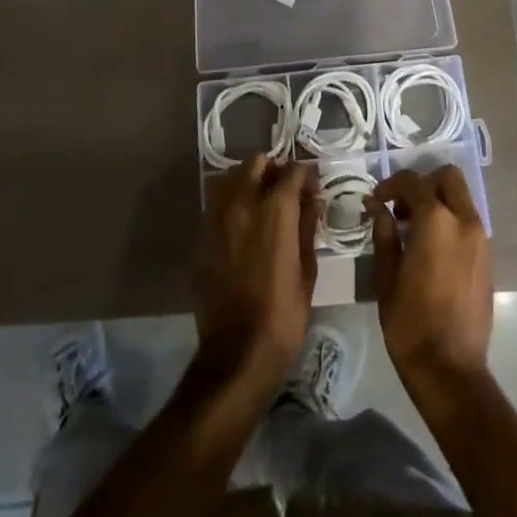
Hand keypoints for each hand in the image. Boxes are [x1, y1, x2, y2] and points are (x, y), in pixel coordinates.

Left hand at [194, 156, 316, 390]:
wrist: (236, 353)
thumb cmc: (283, 315)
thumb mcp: (307, 270)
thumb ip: (308, 227)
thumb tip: (313, 201)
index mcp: (275, 211)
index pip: (292, 171)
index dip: (306, 174)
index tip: (313, 187)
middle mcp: (243, 204)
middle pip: (257, 163)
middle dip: (275, 170)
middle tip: (287, 190)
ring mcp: (218, 218)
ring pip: (232, 177)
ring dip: (250, 180)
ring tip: (264, 202)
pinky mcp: (203, 236)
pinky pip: (217, 202)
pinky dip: (232, 200)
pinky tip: (245, 222)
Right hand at [370, 166, 492, 388]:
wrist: (450, 369)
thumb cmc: (410, 322)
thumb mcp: (386, 275)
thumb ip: (384, 233)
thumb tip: (378, 207)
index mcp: (436, 220)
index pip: (413, 181)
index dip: (391, 185)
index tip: (377, 200)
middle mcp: (464, 221)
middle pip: (448, 178)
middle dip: (423, 184)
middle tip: (402, 207)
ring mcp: (481, 240)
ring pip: (461, 199)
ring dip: (439, 202)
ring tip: (413, 230)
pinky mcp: (488, 259)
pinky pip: (469, 223)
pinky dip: (451, 222)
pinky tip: (432, 250)